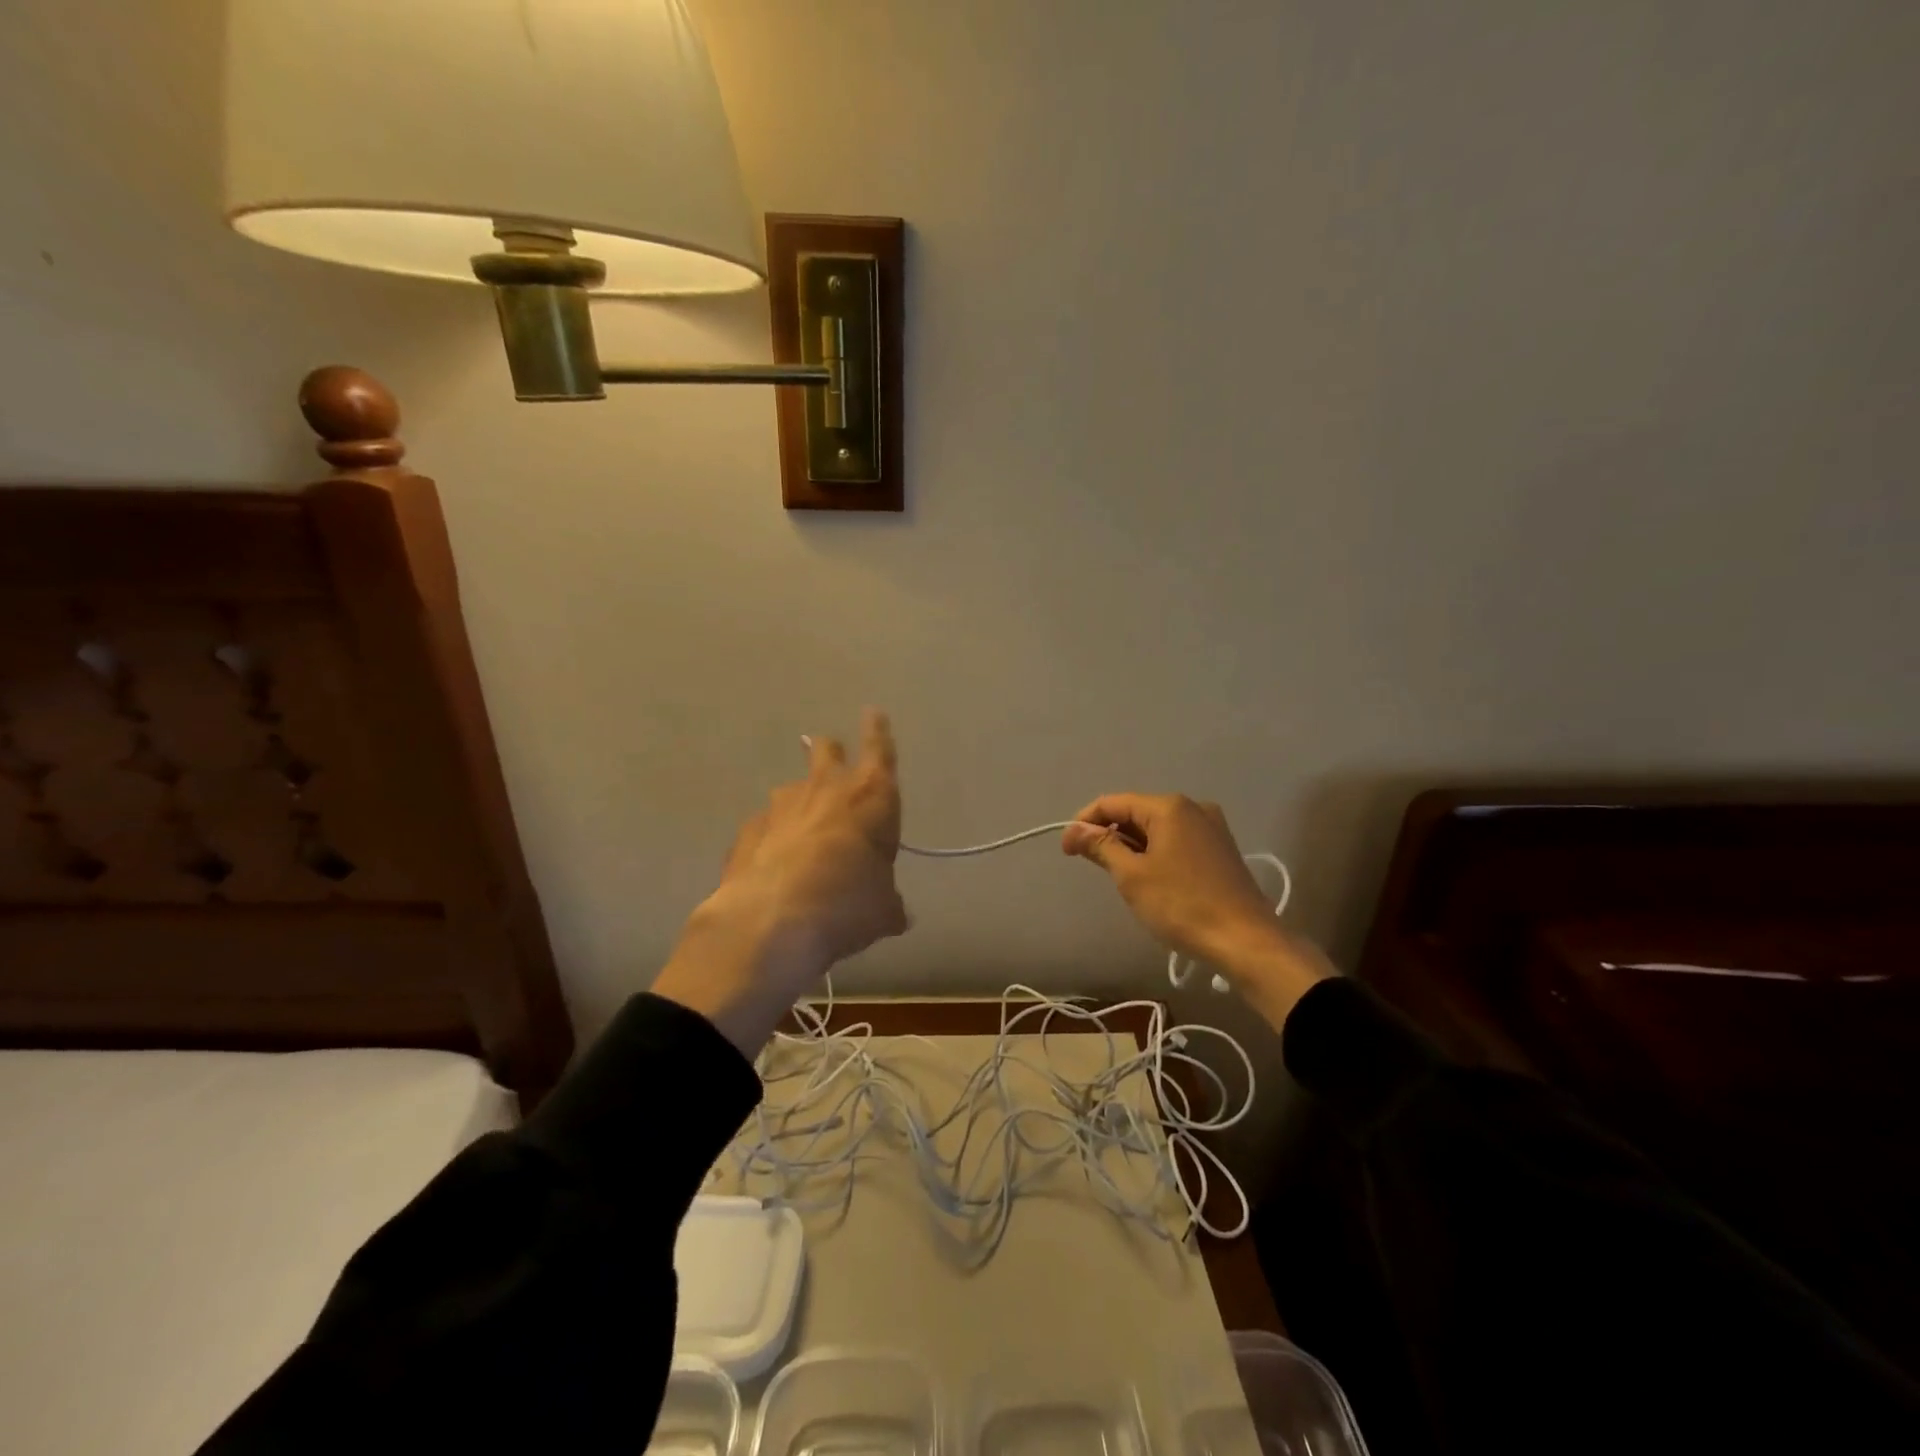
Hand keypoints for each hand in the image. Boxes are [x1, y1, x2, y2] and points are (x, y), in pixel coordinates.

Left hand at [652, 708, 907, 1053]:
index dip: (878, 730)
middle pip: (827, 751)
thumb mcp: (883, 910)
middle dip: (830, 751)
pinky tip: (772, 861)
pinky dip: (771, 836)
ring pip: (791, 788)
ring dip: (799, 800)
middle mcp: (825, 790)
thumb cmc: (848, 903)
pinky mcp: (747, 832)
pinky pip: (764, 825)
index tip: (873, 712)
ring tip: (801, 825)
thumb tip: (895, 912)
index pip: (879, 750)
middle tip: (830, 753)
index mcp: (871, 797)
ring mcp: (780, 807)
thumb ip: (888, 902)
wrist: (773, 921)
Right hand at [1062, 793, 1327, 1027]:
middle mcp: (1193, 807)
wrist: (1247, 941)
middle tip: (1090, 864)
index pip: (1113, 803)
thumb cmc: (1183, 905)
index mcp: (1169, 807)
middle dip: (1109, 834)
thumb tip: (1076, 830)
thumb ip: (1102, 847)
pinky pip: (1176, 840)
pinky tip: (1149, 878)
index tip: (1066, 850)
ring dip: (1132, 846)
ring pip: (1157, 828)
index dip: (1084, 823)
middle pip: (1136, 811)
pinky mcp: (1221, 849)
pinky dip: (1155, 852)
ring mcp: (1211, 827)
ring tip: (1117, 875)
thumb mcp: (1132, 876)